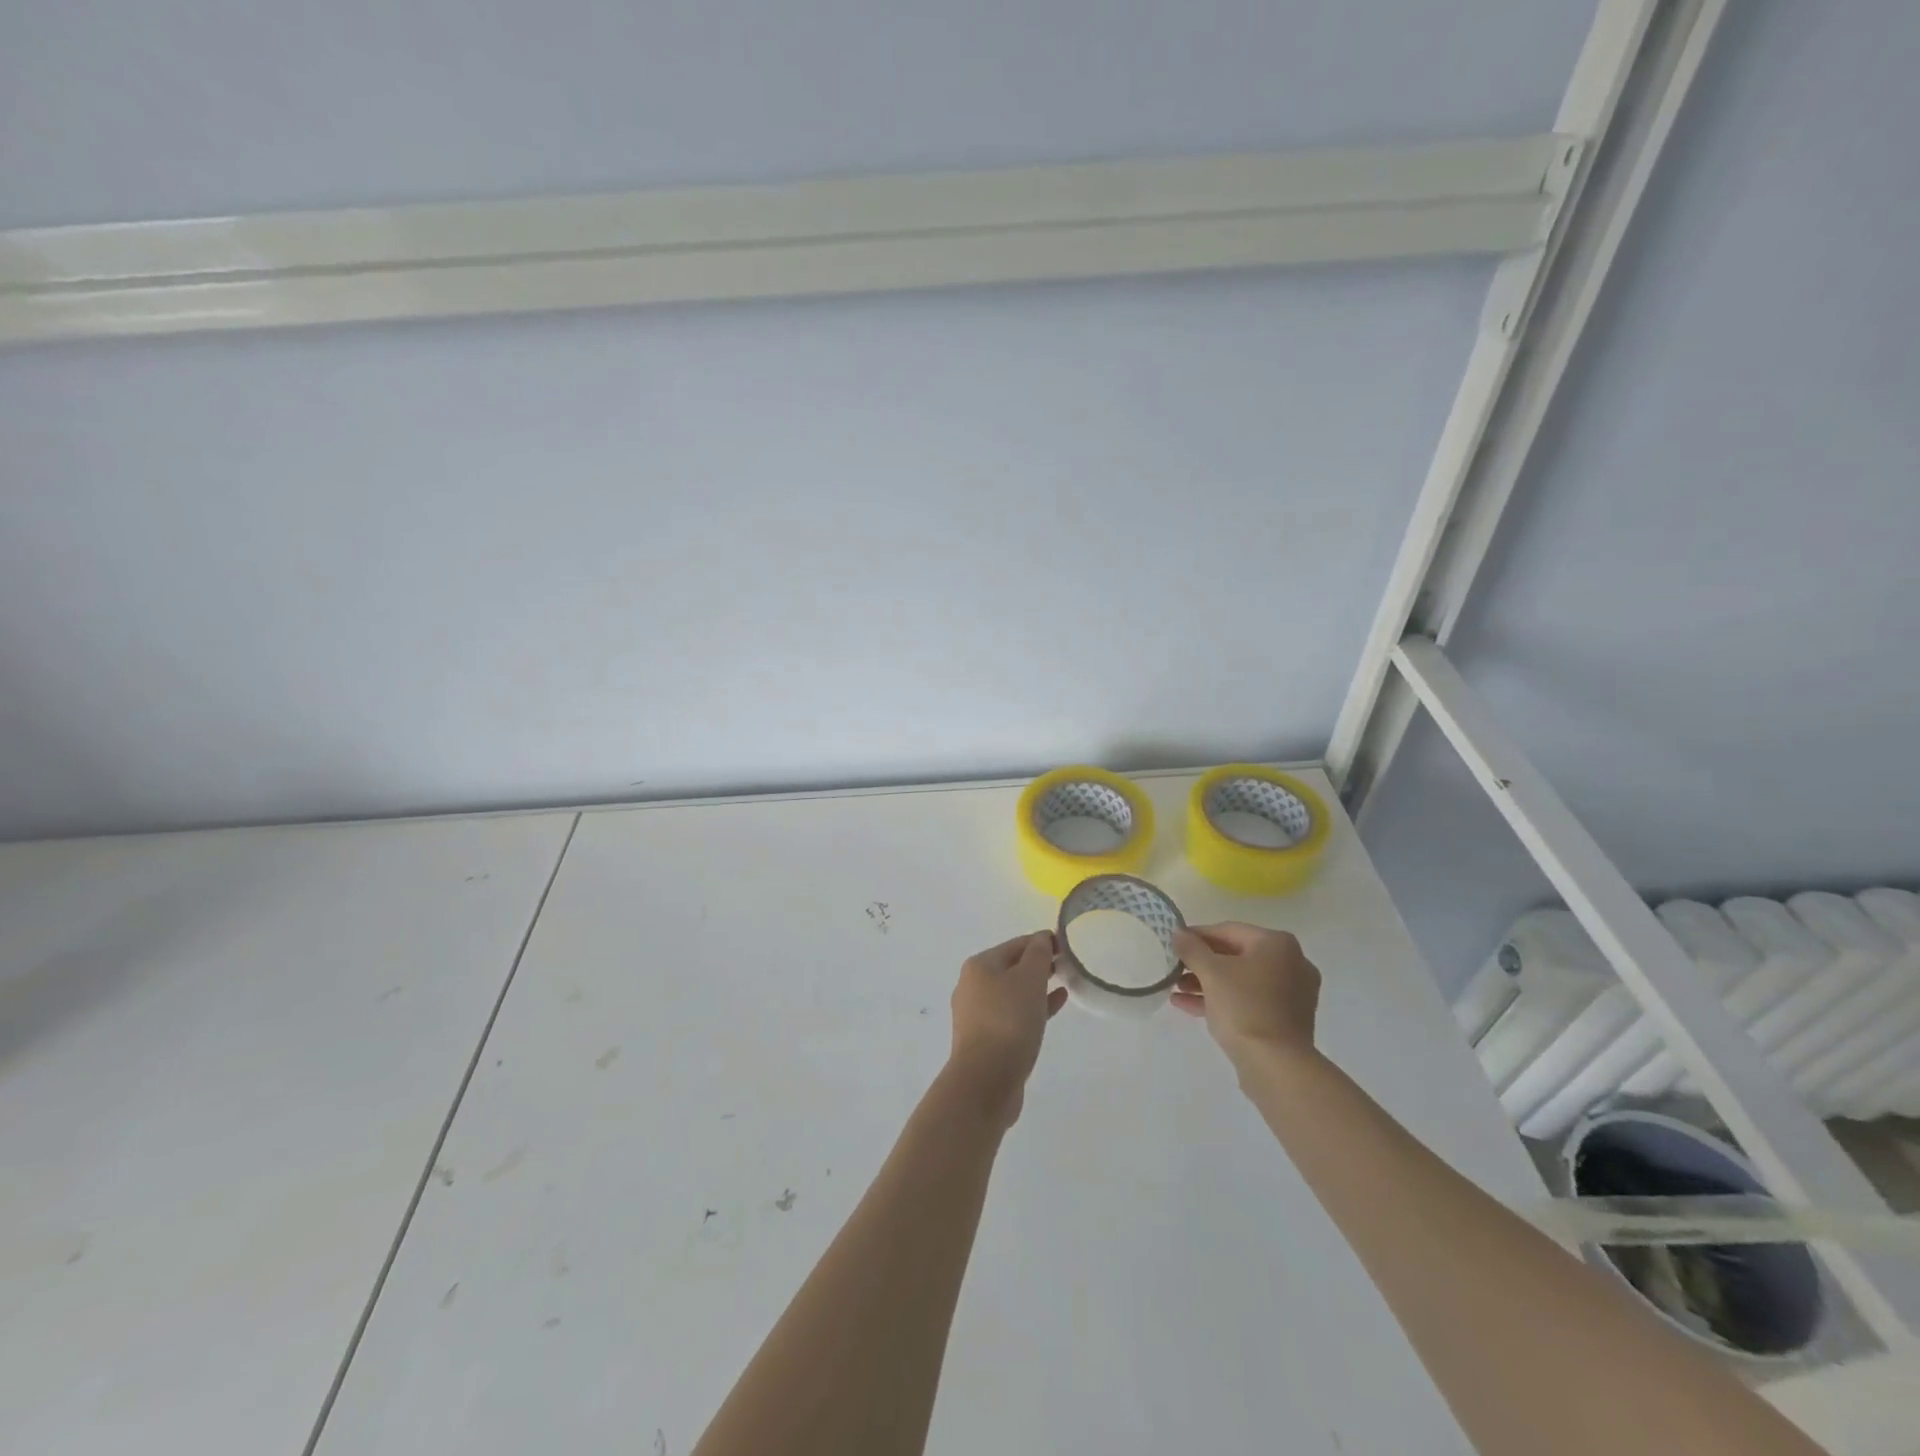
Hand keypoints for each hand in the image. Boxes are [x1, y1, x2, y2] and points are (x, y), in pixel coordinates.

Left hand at [946, 931, 1068, 1128]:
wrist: (985, 1081)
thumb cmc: (1008, 1021)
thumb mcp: (1029, 980)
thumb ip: (1038, 954)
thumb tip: (1041, 938)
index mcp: (980, 965)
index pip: (1016, 944)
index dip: (1042, 941)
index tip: (1067, 945)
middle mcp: (974, 985)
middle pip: (1012, 967)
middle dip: (1039, 964)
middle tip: (1068, 965)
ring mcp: (978, 1014)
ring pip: (1014, 992)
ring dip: (1037, 986)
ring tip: (1065, 983)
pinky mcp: (987, 1039)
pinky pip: (1014, 1014)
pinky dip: (1033, 1007)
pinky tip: (1055, 1005)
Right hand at [1170, 922, 1320, 1071]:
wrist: (1276, 1065)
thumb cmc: (1244, 1007)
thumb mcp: (1210, 972)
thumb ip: (1191, 948)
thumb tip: (1178, 933)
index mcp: (1277, 944)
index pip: (1228, 931)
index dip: (1197, 936)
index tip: (1174, 943)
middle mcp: (1291, 963)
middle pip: (1235, 955)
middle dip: (1201, 963)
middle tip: (1175, 968)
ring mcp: (1291, 993)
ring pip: (1241, 980)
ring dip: (1208, 983)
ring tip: (1177, 989)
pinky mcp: (1286, 1019)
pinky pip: (1249, 1000)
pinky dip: (1222, 1000)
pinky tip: (1188, 1005)